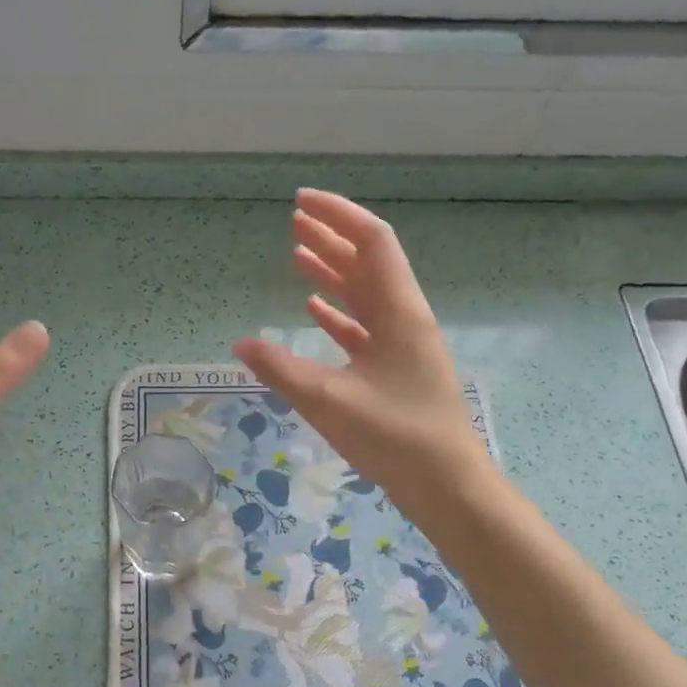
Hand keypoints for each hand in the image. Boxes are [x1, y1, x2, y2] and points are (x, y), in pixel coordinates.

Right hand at [234, 190, 491, 524]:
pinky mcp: (395, 369)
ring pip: (365, 294)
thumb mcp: (330, 402)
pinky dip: (338, 313)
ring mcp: (402, 344)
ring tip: (296, 255)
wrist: (446, 485)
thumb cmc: (395, 437)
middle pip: (367, 262)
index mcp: (399, 311)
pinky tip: (312, 309)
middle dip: (331, 237)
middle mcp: (404, 318)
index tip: (300, 201)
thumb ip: (282, 370)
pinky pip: (363, 327)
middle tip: (292, 221)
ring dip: (333, 272)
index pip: (372, 241)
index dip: (338, 214)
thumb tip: (240, 344)